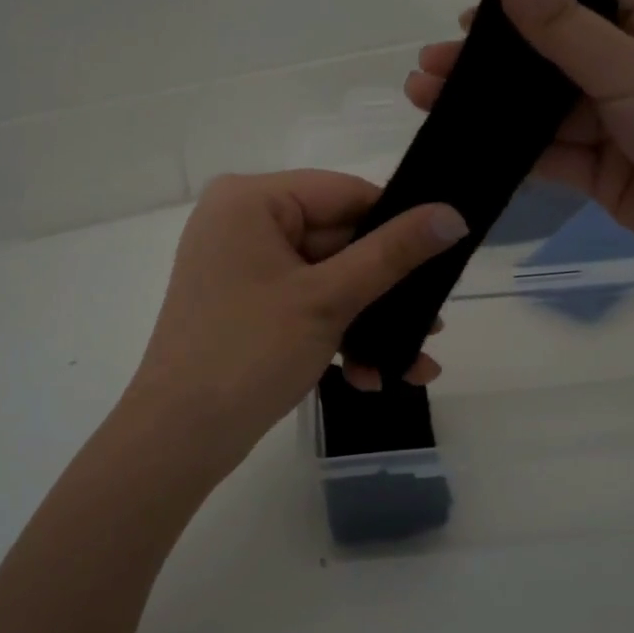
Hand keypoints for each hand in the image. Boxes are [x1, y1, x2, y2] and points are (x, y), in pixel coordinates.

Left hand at [126, 171, 467, 471]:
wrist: (179, 438)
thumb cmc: (250, 353)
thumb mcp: (328, 299)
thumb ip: (393, 253)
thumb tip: (454, 214)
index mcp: (252, 200)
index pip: (345, 193)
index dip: (397, 225)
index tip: (444, 260)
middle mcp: (242, 222)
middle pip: (338, 241)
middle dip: (386, 293)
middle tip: (435, 326)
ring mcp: (241, 267)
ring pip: (326, 280)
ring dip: (368, 323)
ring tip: (416, 364)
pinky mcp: (244, 305)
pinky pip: (302, 305)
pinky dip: (335, 335)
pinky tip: (371, 377)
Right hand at [404, 0, 633, 300]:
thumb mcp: (633, 68)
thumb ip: (563, 26)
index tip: (468, 17)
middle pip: (551, 54)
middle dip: (493, 60)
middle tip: (428, 68)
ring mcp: (618, 124)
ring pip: (544, 108)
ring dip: (493, 107)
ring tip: (429, 103)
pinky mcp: (606, 174)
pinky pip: (552, 155)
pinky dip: (513, 151)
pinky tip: (469, 145)